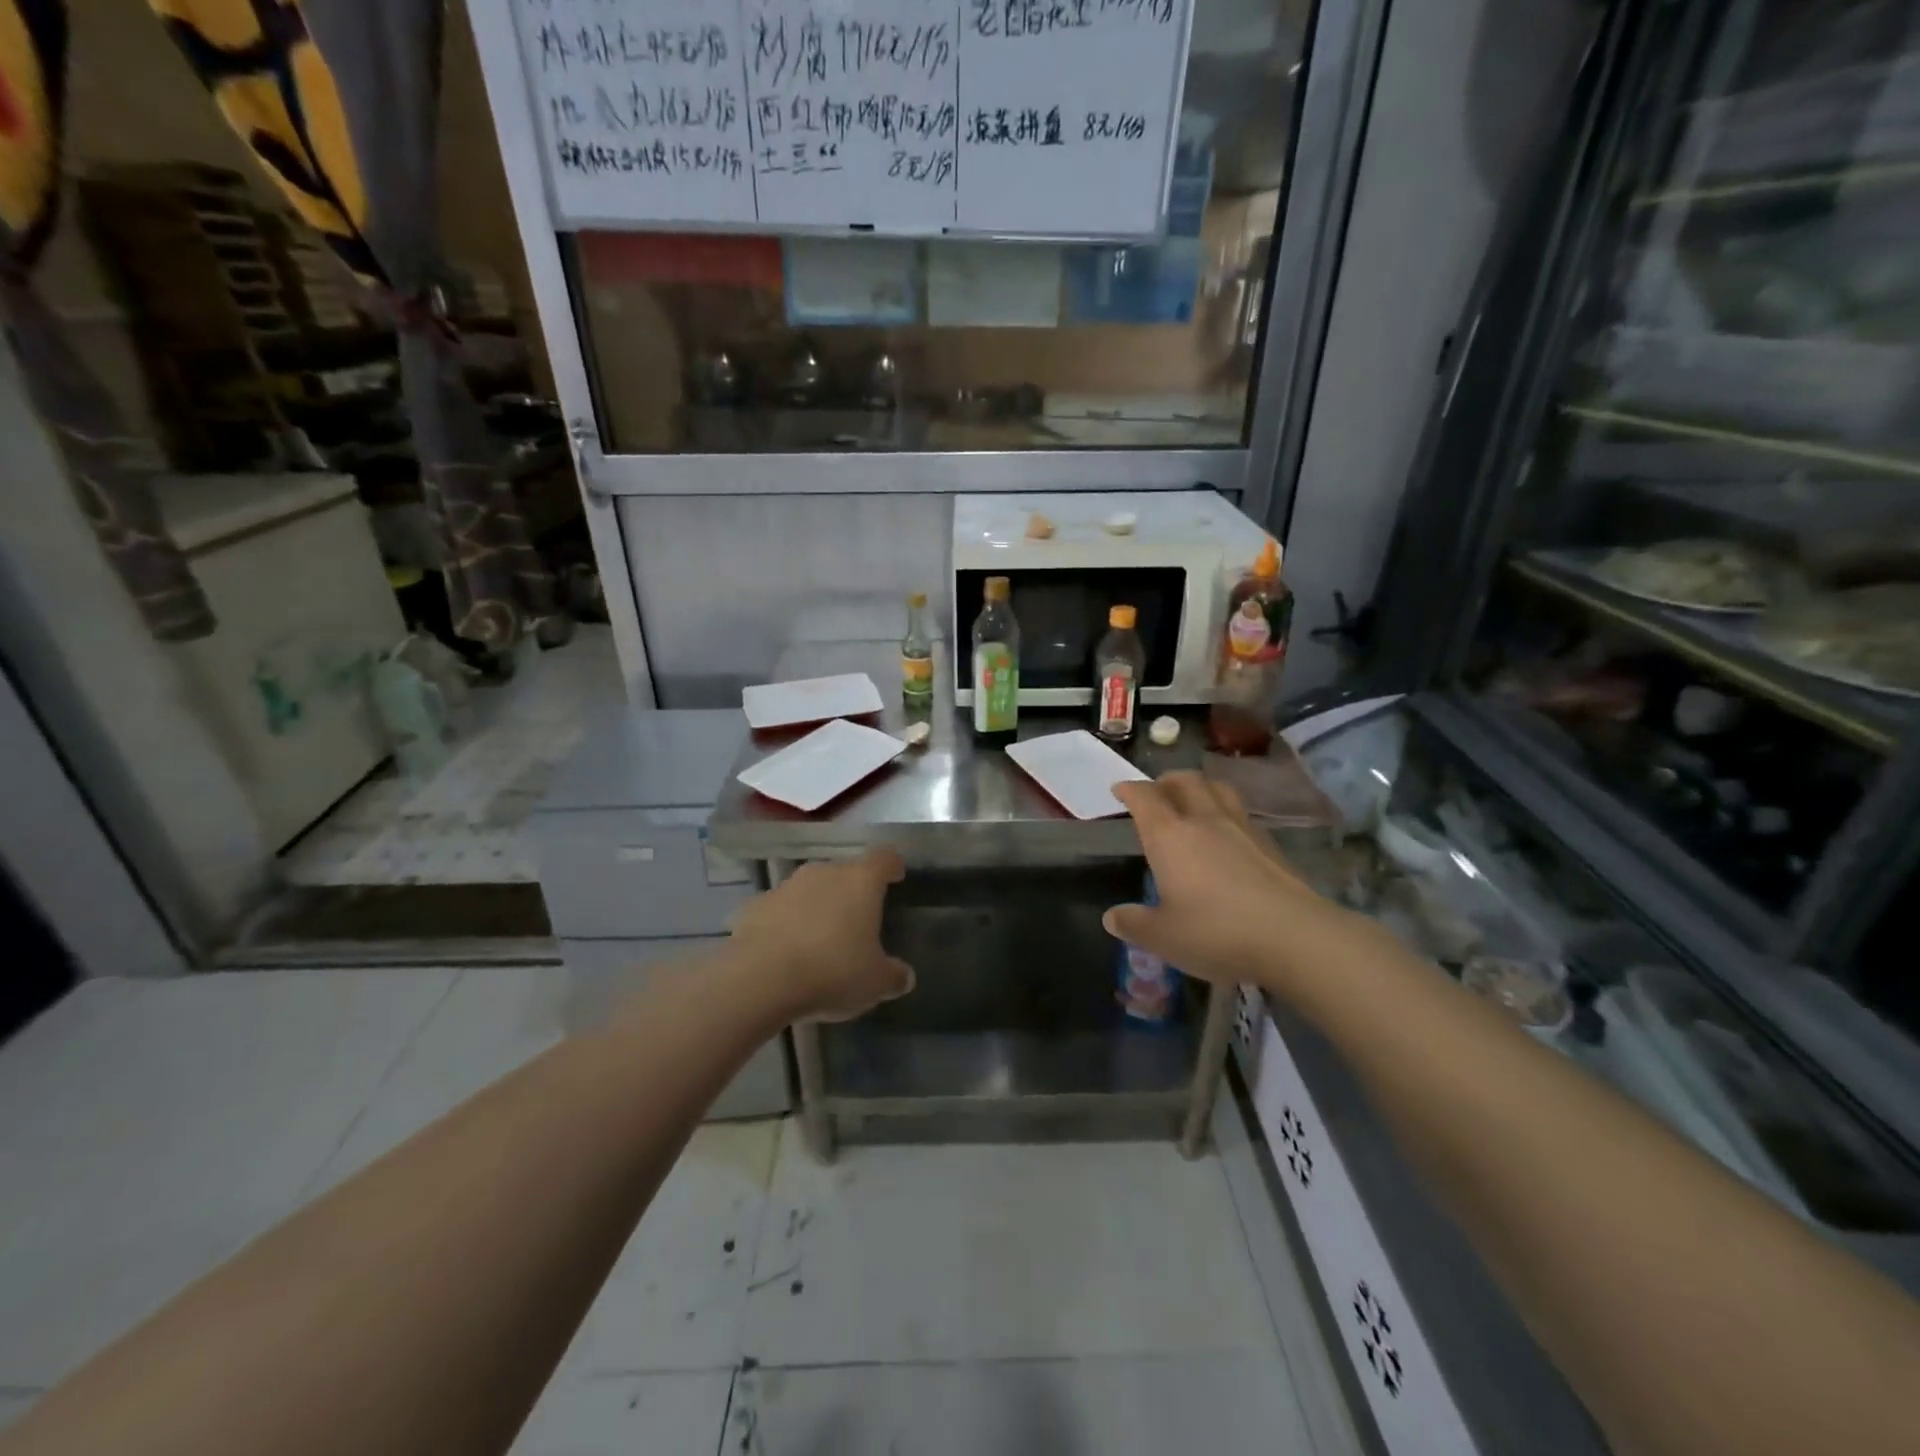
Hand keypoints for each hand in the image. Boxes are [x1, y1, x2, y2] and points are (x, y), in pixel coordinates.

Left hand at [728, 848, 914, 1020]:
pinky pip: (778, 909)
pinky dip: (784, 923)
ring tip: (819, 939)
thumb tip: (904, 976)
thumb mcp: (875, 983)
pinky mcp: (754, 905)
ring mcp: (786, 886)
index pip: (883, 858)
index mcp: (860, 881)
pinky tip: (784, 950)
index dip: (892, 866)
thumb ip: (894, 976)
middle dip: (851, 891)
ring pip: (809, 888)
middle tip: (857, 920)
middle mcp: (824, 873)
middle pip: (844, 871)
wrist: (760, 980)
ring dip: (816, 906)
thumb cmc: (832, 971)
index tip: (895, 877)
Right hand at [1106, 772, 1344, 987]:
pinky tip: (1227, 835)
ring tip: (1193, 800)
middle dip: (1166, 781)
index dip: (1129, 790)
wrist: (1295, 937)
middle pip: (1185, 781)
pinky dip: (1226, 812)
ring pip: (1218, 790)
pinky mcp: (1271, 845)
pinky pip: (1241, 813)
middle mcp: (1204, 821)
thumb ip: (1134, 924)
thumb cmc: (1216, 932)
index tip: (1120, 790)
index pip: (1144, 798)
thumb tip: (1112, 917)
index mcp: (1169, 836)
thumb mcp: (1163, 937)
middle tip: (1156, 791)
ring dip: (1200, 788)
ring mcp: (1242, 828)